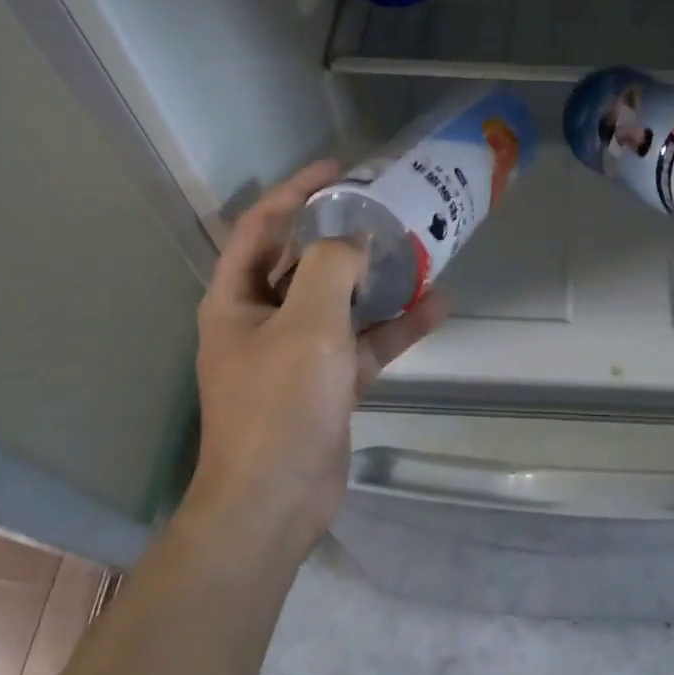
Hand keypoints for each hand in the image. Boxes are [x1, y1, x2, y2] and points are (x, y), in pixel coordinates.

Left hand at [186, 161, 445, 553]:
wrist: (274, 506)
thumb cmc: (279, 403)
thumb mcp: (308, 321)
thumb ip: (332, 265)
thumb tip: (356, 240)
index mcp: (237, 298)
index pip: (262, 224)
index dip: (297, 190)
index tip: (339, 169)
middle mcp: (261, 319)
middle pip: (303, 260)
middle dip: (343, 232)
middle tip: (385, 206)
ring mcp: (295, 353)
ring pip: (339, 301)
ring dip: (376, 278)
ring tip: (417, 249)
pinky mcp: (325, 383)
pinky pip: (361, 343)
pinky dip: (394, 326)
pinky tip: (436, 306)